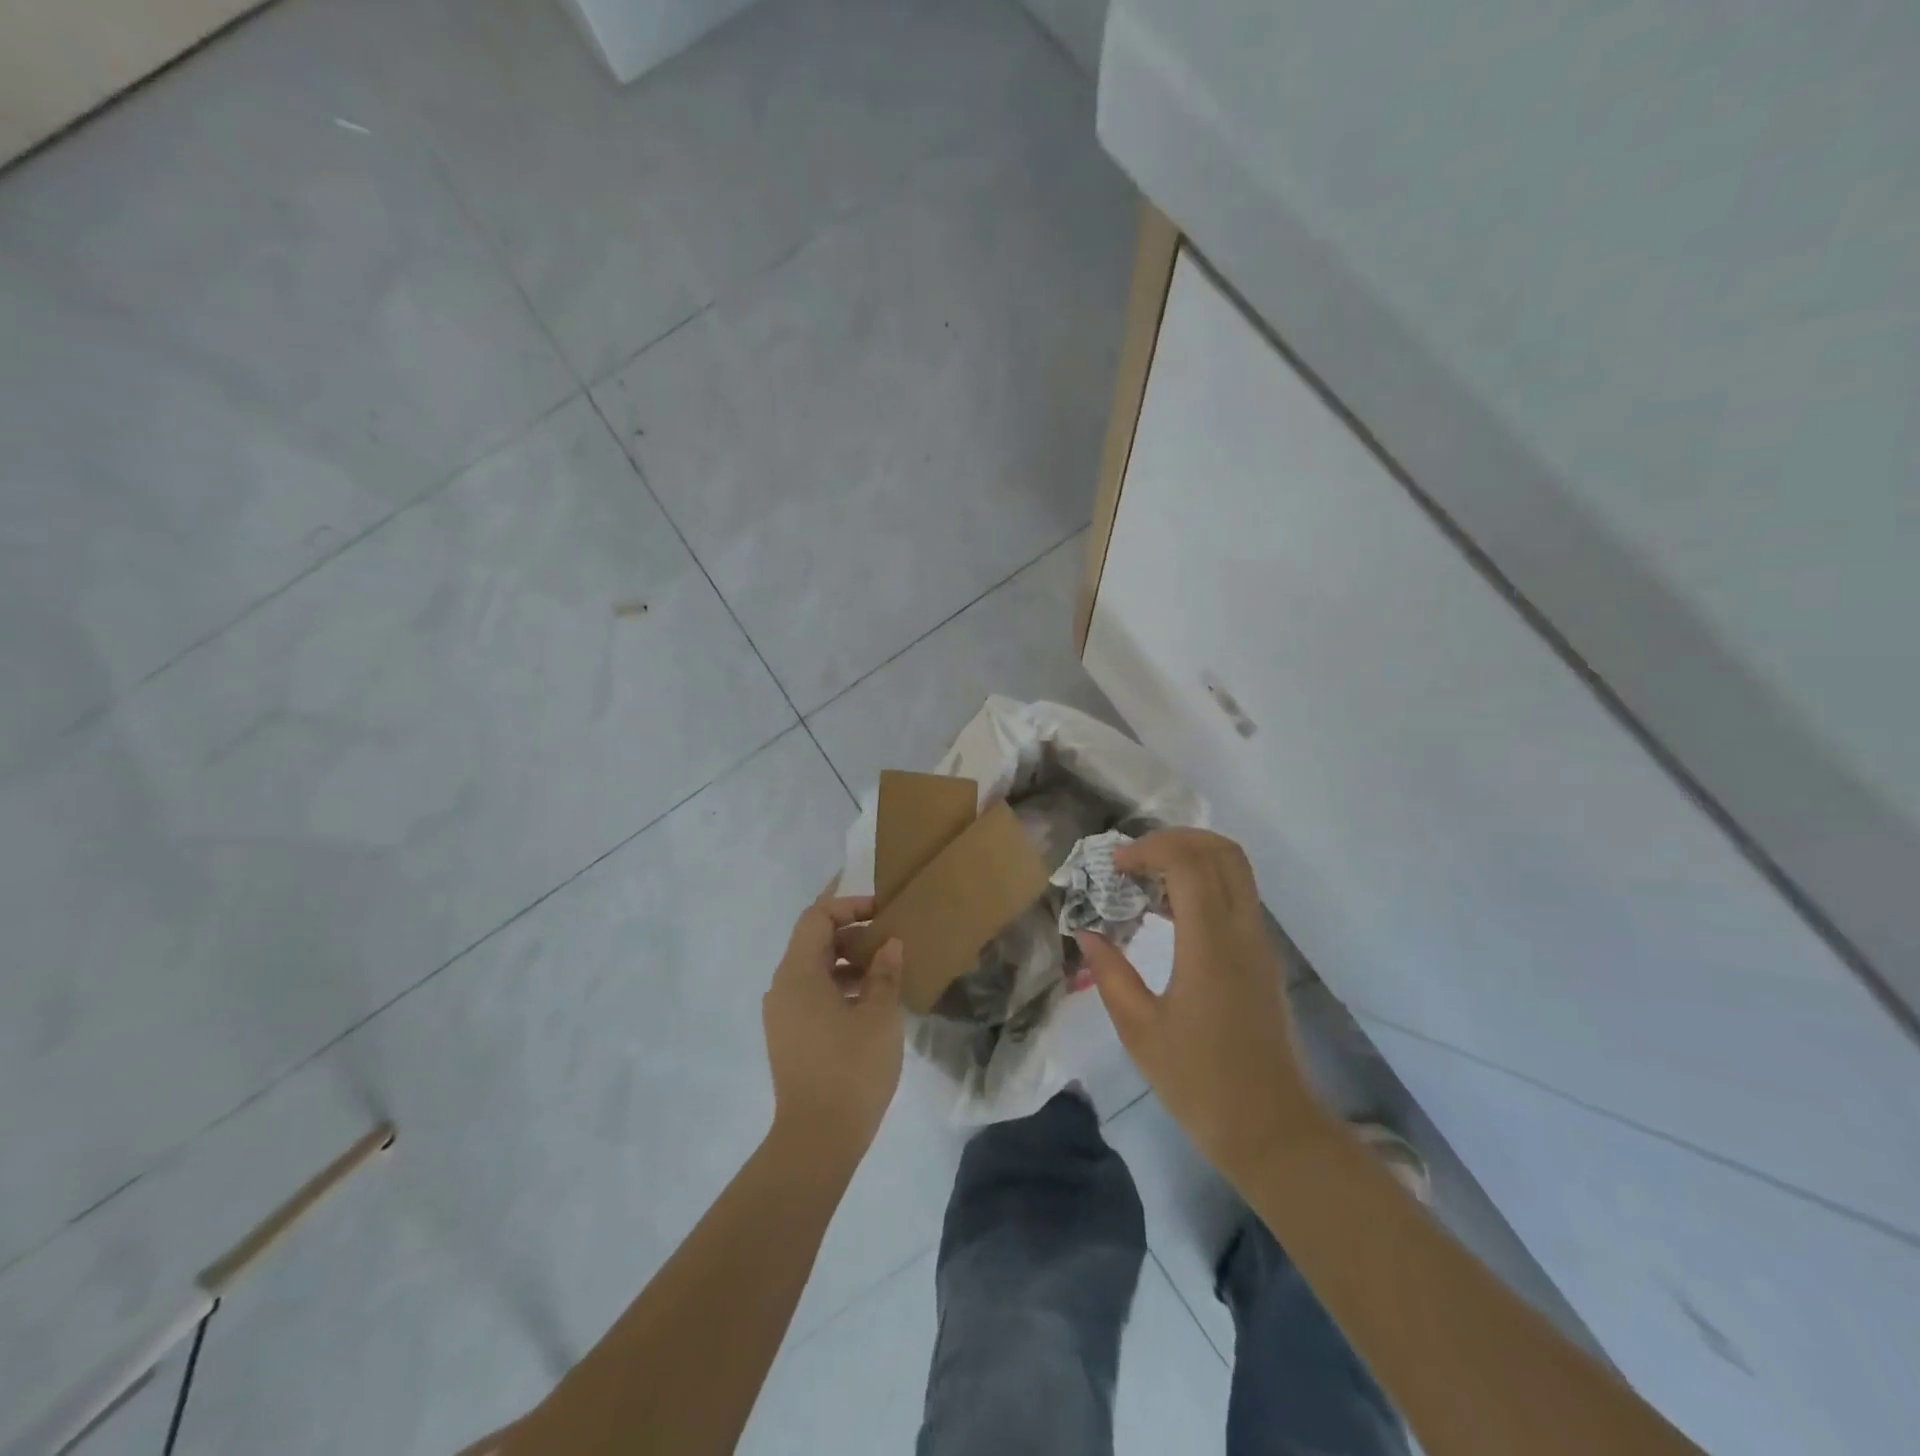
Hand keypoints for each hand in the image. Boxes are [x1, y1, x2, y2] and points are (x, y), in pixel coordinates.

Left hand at [763, 894, 904, 1161]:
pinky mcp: (789, 1037)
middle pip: (813, 942)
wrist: (817, 1139)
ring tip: (885, 972)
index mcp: (798, 973)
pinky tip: (870, 1004)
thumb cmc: (850, 1068)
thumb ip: (885, 972)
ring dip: (848, 963)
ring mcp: (782, 1015)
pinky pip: (812, 995)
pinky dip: (839, 988)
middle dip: (851, 934)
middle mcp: (782, 987)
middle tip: (889, 940)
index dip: (848, 905)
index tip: (881, 911)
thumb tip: (890, 944)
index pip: (817, 918)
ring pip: (814, 970)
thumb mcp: (878, 1015)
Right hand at [1076, 829, 1312, 1180]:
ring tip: (1144, 880)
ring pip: (1235, 870)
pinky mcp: (1263, 958)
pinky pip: (1237, 897)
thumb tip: (1087, 934)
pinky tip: (1167, 911)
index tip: (1114, 865)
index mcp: (1211, 945)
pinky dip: (1203, 884)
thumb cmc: (1200, 1083)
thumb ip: (1110, 974)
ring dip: (1191, 859)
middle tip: (1134, 858)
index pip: (1189, 863)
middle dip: (1175, 839)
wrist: (1272, 1130)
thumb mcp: (1140, 1030)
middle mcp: (1243, 932)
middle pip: (1223, 851)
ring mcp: (1259, 943)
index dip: (1149, 848)